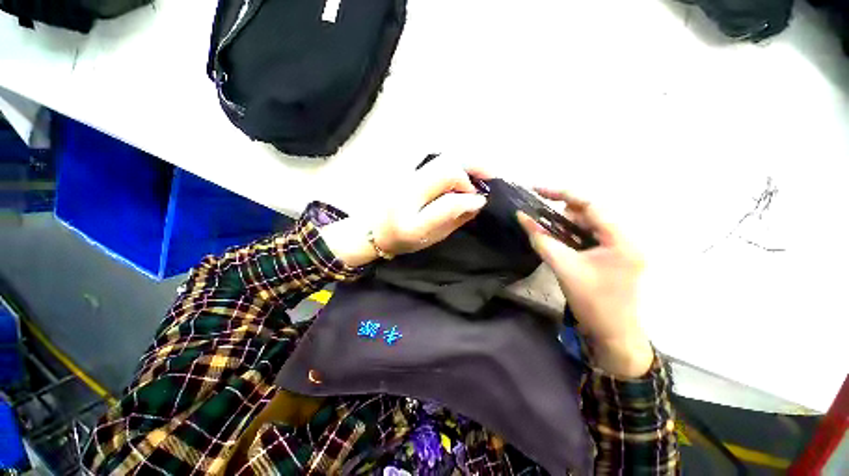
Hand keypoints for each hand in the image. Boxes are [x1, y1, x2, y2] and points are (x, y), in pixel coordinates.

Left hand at [322, 158, 486, 266]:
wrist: (373, 231)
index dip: (469, 191)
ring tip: (480, 176)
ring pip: (444, 158)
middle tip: (490, 179)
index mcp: (414, 202)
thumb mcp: (429, 236)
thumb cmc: (401, 239)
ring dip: (466, 164)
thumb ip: (453, 217)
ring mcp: (409, 173)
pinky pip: (438, 162)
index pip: (449, 184)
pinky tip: (464, 175)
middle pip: (448, 162)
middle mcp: (412, 181)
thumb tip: (477, 201)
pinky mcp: (410, 172)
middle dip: (473, 168)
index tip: (481, 201)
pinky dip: (456, 165)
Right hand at [518, 189, 653, 377]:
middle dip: (561, 215)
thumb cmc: (592, 301)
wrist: (613, 335)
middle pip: (589, 214)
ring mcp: (620, 248)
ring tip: (546, 234)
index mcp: (620, 238)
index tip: (536, 190)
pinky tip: (559, 244)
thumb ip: (541, 239)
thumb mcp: (563, 267)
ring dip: (565, 227)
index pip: (590, 204)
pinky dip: (572, 237)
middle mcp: (624, 238)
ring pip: (588, 226)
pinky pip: (590, 237)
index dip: (561, 194)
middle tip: (538, 221)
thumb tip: (522, 217)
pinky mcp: (613, 257)